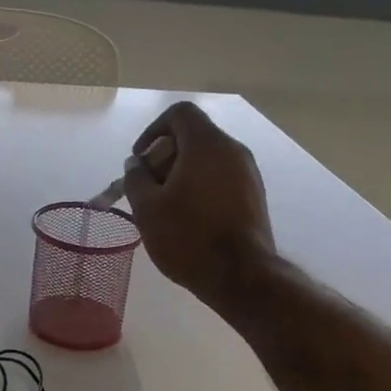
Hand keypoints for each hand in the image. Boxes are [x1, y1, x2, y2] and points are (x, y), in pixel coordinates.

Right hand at [122, 101, 276, 312]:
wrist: (241, 276)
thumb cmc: (188, 237)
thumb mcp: (147, 208)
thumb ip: (136, 179)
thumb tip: (137, 165)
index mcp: (207, 145)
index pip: (180, 114)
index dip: (153, 130)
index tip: (140, 160)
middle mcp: (233, 151)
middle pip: (193, 137)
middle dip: (164, 157)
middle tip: (147, 189)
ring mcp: (248, 174)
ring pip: (207, 160)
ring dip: (181, 175)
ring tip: (164, 207)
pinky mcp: (254, 196)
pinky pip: (221, 178)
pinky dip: (200, 187)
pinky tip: (187, 219)